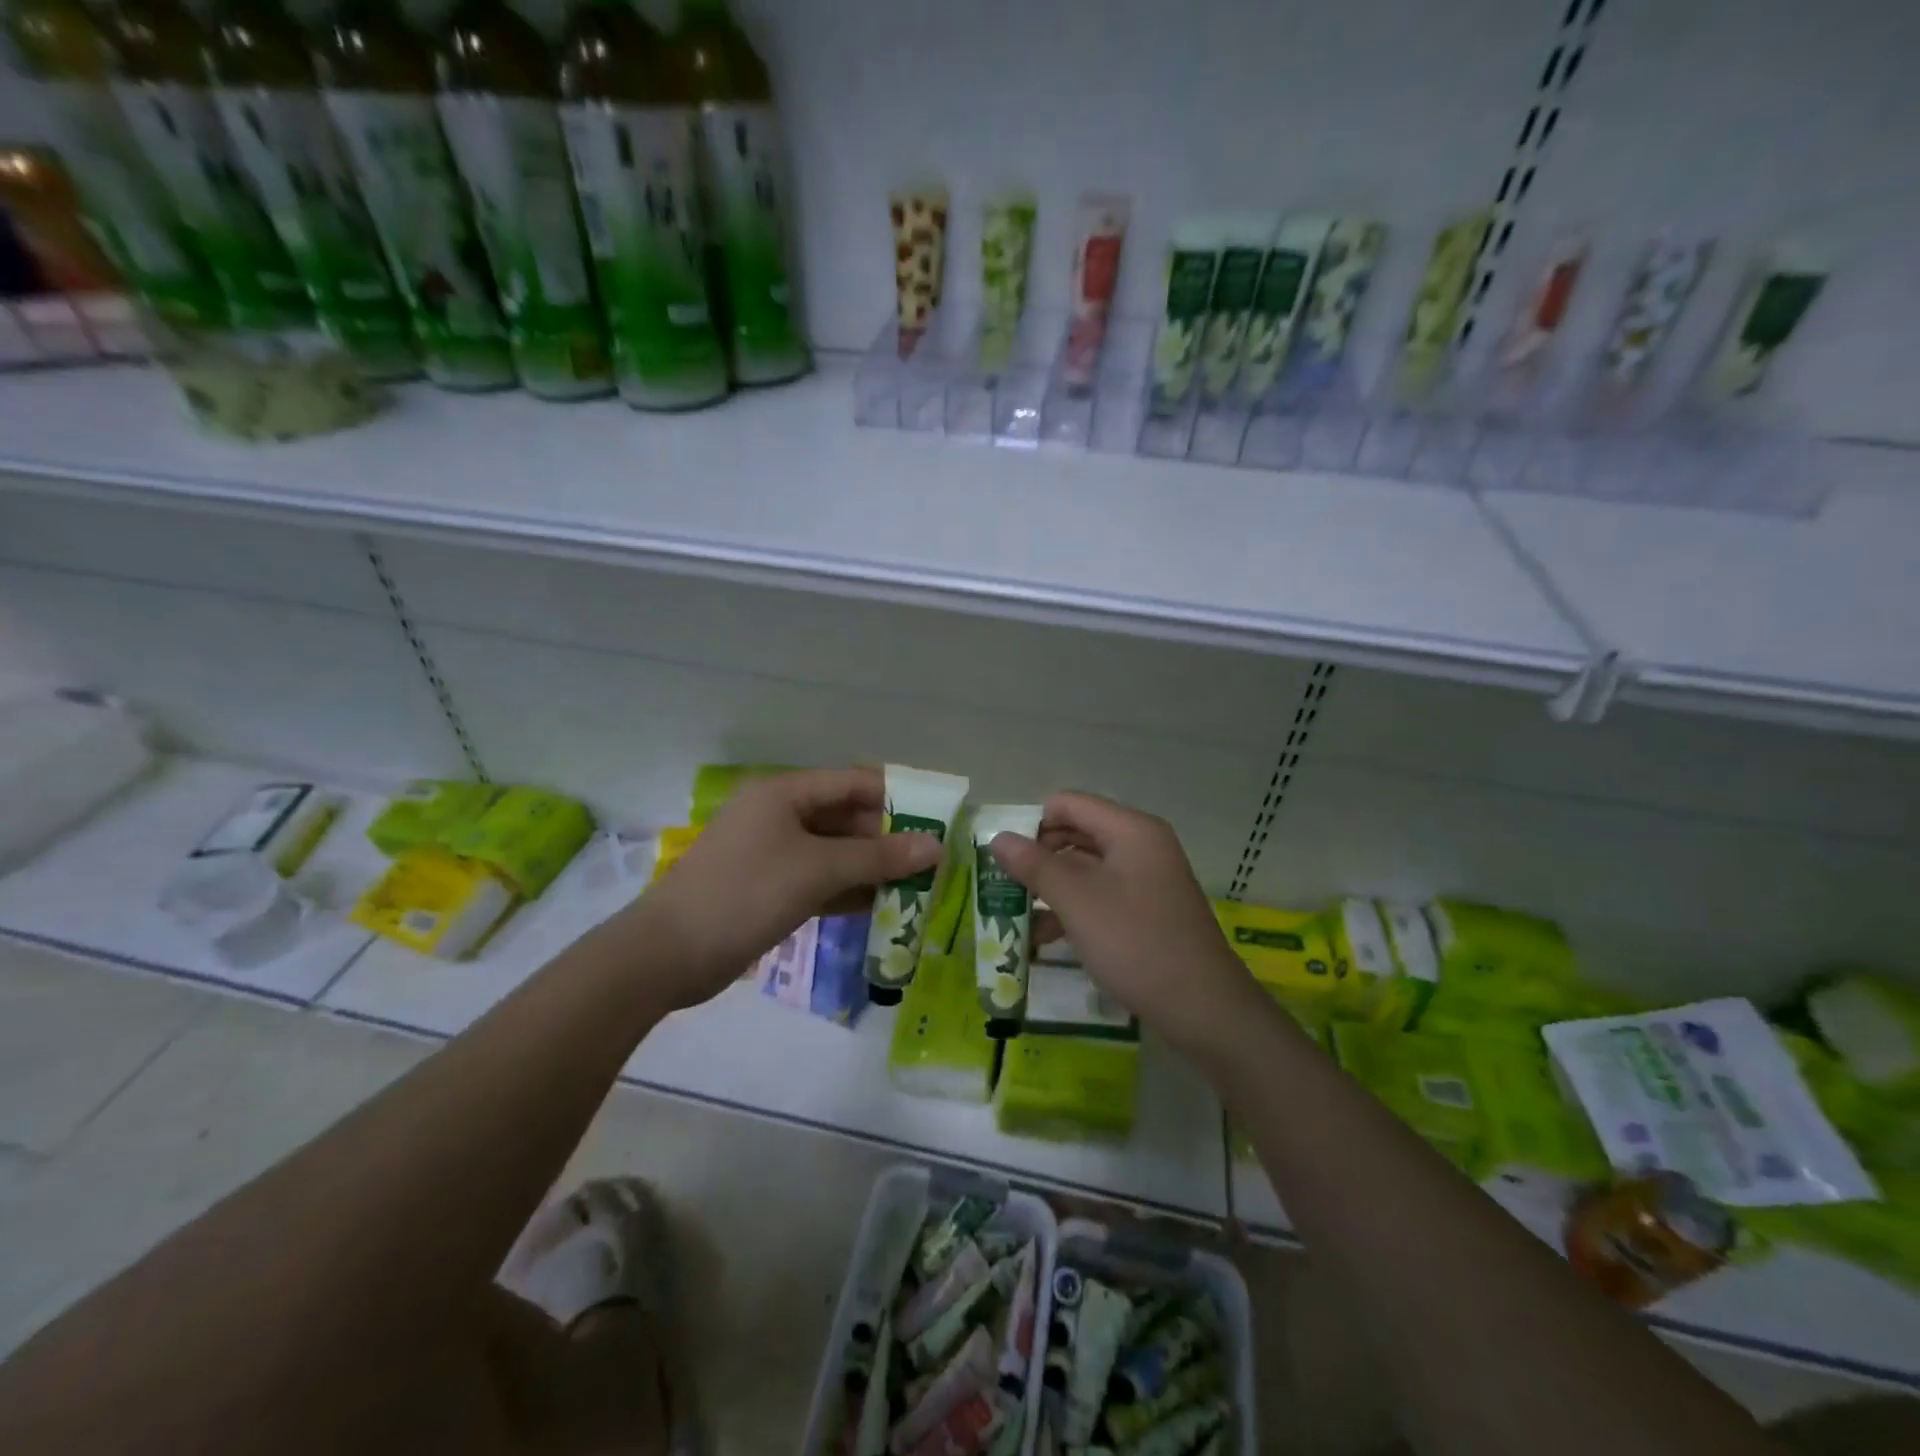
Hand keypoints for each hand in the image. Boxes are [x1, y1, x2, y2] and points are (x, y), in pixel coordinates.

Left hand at [626, 768, 941, 1009]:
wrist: (668, 954)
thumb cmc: (746, 893)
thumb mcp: (818, 870)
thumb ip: (878, 857)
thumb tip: (936, 846)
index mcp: (785, 793)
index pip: (853, 782)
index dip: (897, 798)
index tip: (938, 819)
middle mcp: (780, 816)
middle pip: (846, 818)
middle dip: (888, 839)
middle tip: (933, 862)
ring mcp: (773, 854)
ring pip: (835, 853)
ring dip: (872, 868)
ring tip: (919, 887)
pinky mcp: (769, 889)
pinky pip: (820, 881)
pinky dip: (848, 891)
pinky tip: (882, 908)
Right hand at [990, 792, 1260, 1056]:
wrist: (1203, 1009)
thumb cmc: (1136, 943)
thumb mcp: (1077, 901)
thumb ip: (1034, 865)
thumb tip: (998, 837)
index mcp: (1130, 830)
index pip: (1068, 804)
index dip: (1032, 824)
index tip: (1003, 858)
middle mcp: (1140, 845)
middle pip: (1076, 834)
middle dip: (1037, 858)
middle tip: (1002, 885)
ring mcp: (1146, 879)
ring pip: (1085, 868)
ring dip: (1050, 888)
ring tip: (1013, 917)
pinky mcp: (1146, 910)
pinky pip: (1100, 895)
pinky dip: (1071, 910)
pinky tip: (1043, 939)